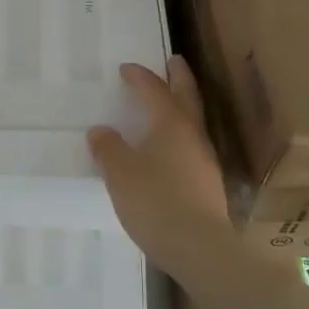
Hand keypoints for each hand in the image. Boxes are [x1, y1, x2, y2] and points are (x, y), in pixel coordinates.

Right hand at [88, 58, 231, 274]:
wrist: (199, 247)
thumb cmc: (155, 200)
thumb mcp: (120, 173)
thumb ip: (108, 148)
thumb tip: (101, 131)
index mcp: (171, 124)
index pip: (154, 91)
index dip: (140, 78)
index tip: (126, 68)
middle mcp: (192, 136)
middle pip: (187, 98)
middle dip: (179, 78)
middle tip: (174, 61)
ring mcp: (204, 160)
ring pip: (192, 122)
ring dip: (181, 107)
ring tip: (167, 104)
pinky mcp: (207, 184)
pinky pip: (191, 147)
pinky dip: (179, 136)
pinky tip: (168, 150)